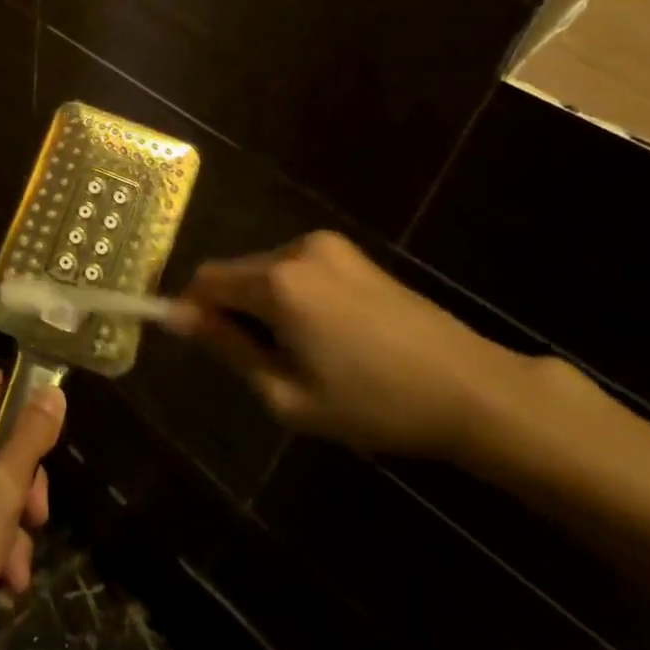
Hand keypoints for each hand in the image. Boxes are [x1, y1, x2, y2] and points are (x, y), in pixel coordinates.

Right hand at [174, 230, 537, 458]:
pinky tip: (325, 333)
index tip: (198, 344)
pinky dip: (290, 295)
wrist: (472, 389)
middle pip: (235, 272)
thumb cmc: (375, 403)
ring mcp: (328, 247)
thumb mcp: (287, 393)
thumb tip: (176, 317)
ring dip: (261, 303)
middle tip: (258, 362)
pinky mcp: (352, 253)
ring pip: (264, 270)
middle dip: (230, 309)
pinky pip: (296, 268)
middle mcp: (297, 250)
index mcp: (278, 282)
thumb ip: (227, 348)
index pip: (206, 280)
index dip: (191, 309)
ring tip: (298, 351)